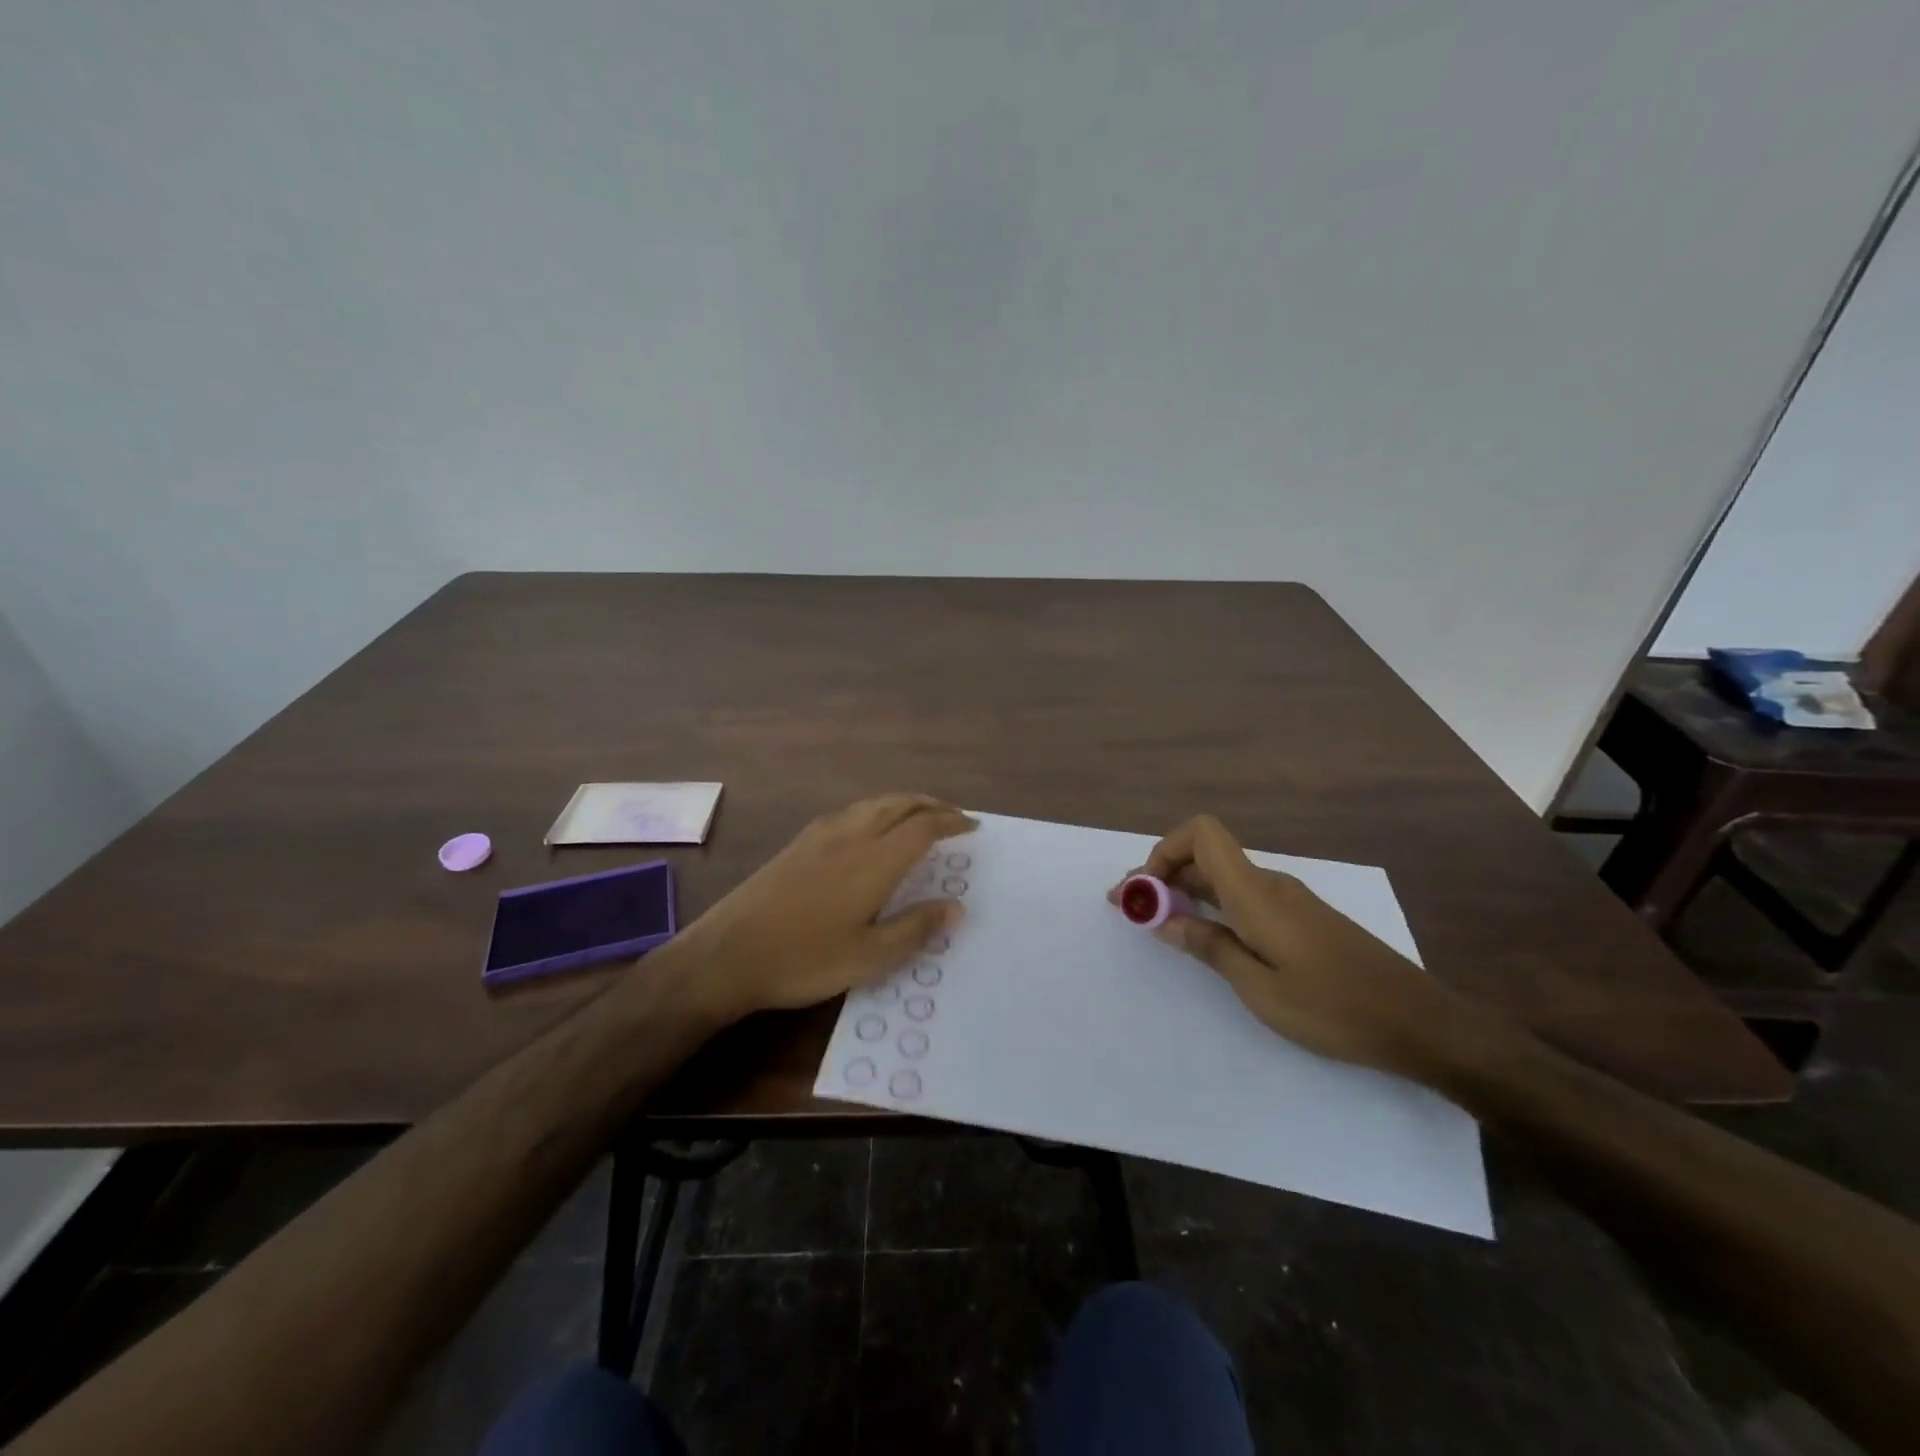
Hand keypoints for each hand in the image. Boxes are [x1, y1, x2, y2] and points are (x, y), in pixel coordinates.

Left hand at [671, 794, 975, 1024]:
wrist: (727, 953)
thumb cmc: (804, 959)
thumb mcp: (868, 957)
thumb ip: (915, 928)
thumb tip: (956, 906)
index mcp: (873, 860)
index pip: (923, 827)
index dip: (951, 822)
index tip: (972, 827)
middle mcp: (850, 836)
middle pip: (899, 804)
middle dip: (930, 804)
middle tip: (953, 816)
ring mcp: (820, 835)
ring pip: (872, 804)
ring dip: (903, 803)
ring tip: (918, 817)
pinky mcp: (798, 843)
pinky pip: (850, 812)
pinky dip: (876, 810)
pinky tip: (871, 830)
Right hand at [1112, 815, 1496, 1078]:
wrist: (1419, 1023)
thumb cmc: (1334, 1008)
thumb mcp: (1260, 987)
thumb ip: (1208, 946)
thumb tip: (1164, 920)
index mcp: (1255, 893)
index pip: (1202, 833)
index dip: (1164, 849)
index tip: (1144, 891)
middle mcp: (1269, 884)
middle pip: (1205, 855)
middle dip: (1162, 874)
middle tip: (1130, 909)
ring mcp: (1289, 899)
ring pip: (1223, 877)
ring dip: (1185, 891)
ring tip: (1158, 924)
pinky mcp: (1301, 918)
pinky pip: (1243, 896)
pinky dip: (1212, 906)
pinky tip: (1207, 937)